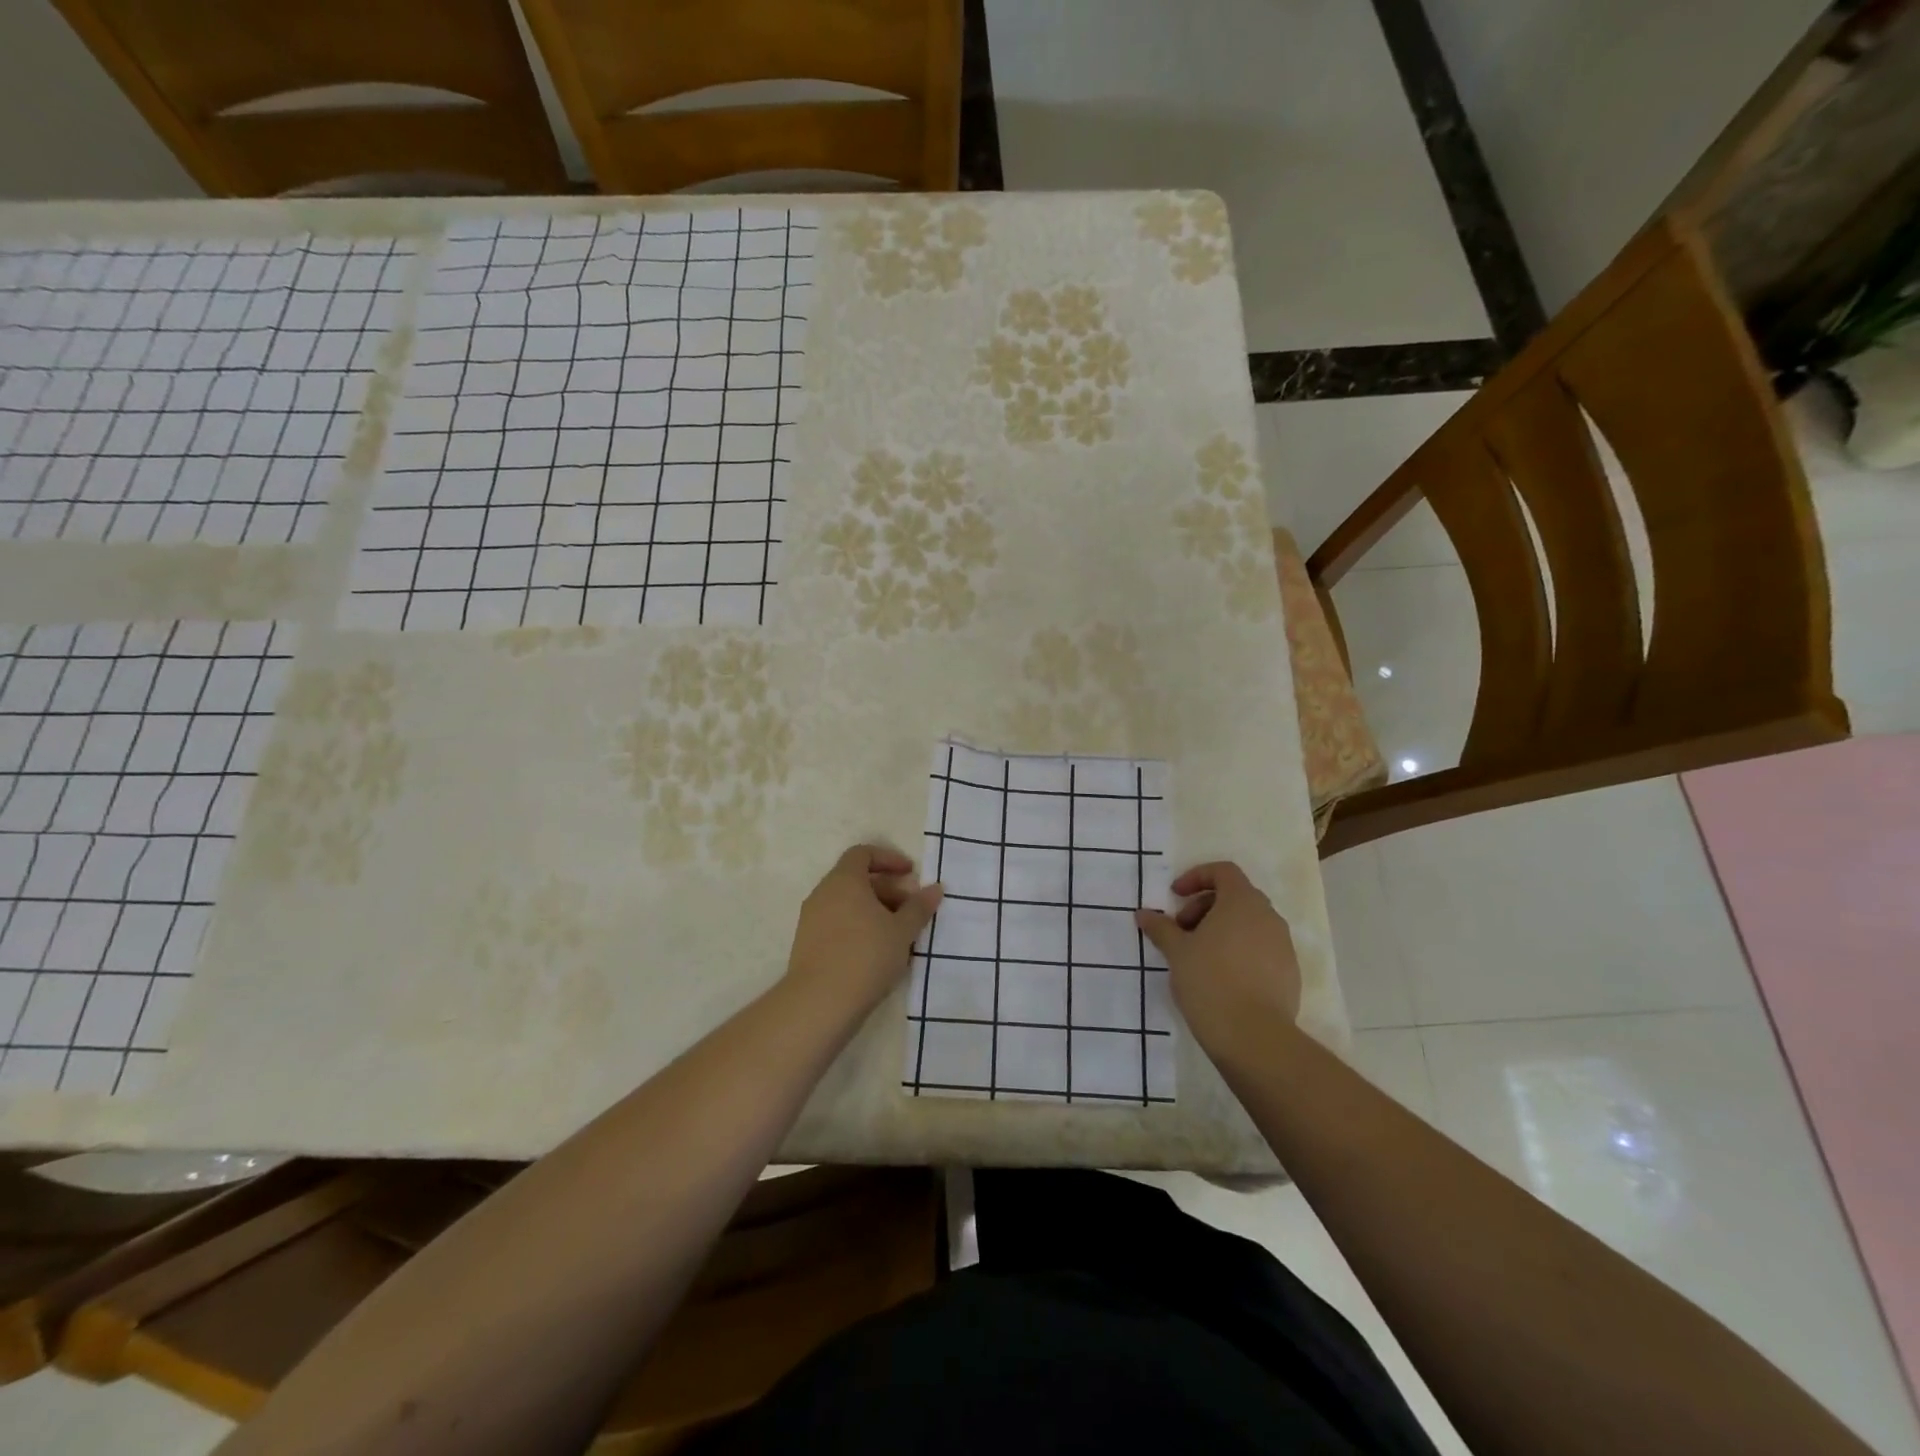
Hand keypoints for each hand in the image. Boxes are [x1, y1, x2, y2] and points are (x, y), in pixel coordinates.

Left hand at [785, 844, 942, 1012]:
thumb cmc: (866, 956)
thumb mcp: (901, 931)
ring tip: (899, 934)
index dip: (888, 859)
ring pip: (847, 904)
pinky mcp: (807, 944)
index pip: (863, 853)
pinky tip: (878, 952)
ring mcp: (811, 919)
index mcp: (844, 881)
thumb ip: (919, 907)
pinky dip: (859, 927)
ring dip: (874, 910)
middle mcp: (823, 893)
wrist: (819, 1003)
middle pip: (856, 879)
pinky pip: (837, 923)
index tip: (910, 874)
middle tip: (912, 909)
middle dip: (887, 889)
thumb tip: (935, 888)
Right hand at [1135, 861, 1301, 1057]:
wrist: (1254, 1037)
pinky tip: (1220, 978)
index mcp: (1243, 902)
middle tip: (1181, 931)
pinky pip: (1261, 949)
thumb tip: (1144, 914)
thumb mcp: (1177, 952)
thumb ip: (1161, 928)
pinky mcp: (1289, 973)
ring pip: (1249, 924)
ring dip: (1221, 930)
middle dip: (1204, 907)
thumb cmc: (1210, 981)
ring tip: (1198, 956)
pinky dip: (1239, 951)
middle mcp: (1269, 917)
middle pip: (1235, 897)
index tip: (1175, 897)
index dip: (1196, 877)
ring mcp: (1283, 946)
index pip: (1223, 871)